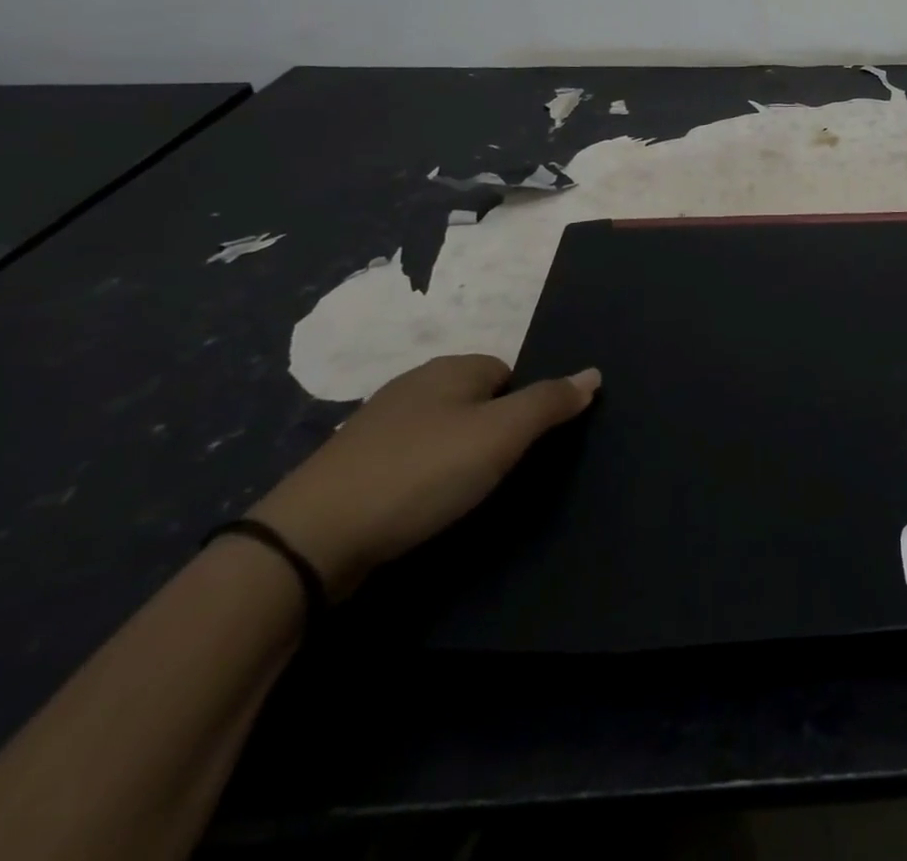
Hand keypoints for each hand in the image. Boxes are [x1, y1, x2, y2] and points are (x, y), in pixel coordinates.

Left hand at [250, 355, 599, 599]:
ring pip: (440, 430)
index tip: (521, 449)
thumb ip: (550, 403)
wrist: (313, 538)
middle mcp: (415, 383)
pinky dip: (422, 477)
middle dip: (491, 432)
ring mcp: (378, 423)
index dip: (523, 409)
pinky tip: (420, 506)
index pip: (509, 373)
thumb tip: (594, 373)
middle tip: (497, 474)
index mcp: (452, 368)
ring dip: (455, 456)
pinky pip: (408, 459)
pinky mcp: (353, 464)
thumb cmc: (422, 473)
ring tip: (460, 495)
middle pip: (475, 400)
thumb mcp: (501, 436)